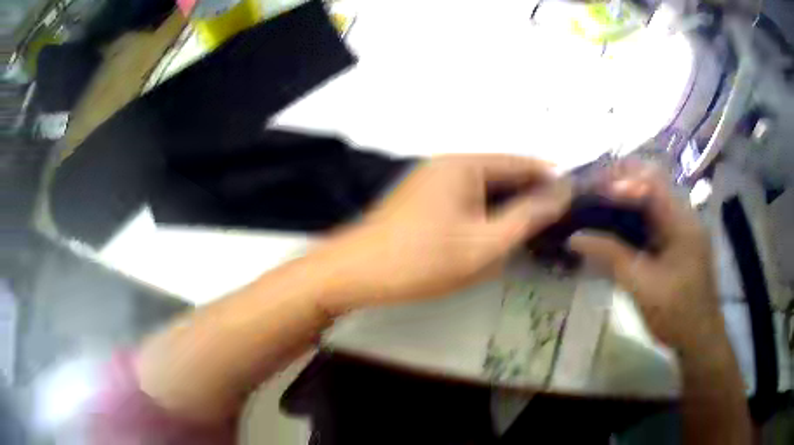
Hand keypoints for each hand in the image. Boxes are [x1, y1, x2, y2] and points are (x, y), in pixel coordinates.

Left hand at [311, 154, 571, 314]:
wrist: (356, 274)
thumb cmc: (423, 260)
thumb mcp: (485, 244)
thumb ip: (527, 216)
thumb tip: (563, 193)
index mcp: (465, 164)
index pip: (522, 163)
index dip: (552, 180)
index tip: (576, 199)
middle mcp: (449, 164)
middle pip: (503, 175)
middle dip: (531, 197)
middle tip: (560, 223)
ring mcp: (433, 182)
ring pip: (485, 191)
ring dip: (509, 208)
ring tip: (536, 232)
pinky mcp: (424, 201)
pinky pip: (467, 202)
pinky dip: (487, 216)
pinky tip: (499, 235)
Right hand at [569, 163, 723, 349]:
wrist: (699, 338)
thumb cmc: (675, 312)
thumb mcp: (641, 284)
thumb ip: (611, 255)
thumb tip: (575, 237)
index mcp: (682, 220)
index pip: (651, 181)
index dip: (621, 180)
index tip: (593, 190)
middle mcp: (684, 215)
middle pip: (652, 183)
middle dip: (622, 184)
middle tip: (593, 194)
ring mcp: (683, 228)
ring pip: (653, 200)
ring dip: (627, 200)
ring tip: (599, 206)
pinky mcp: (679, 241)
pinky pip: (655, 219)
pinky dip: (635, 217)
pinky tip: (618, 227)